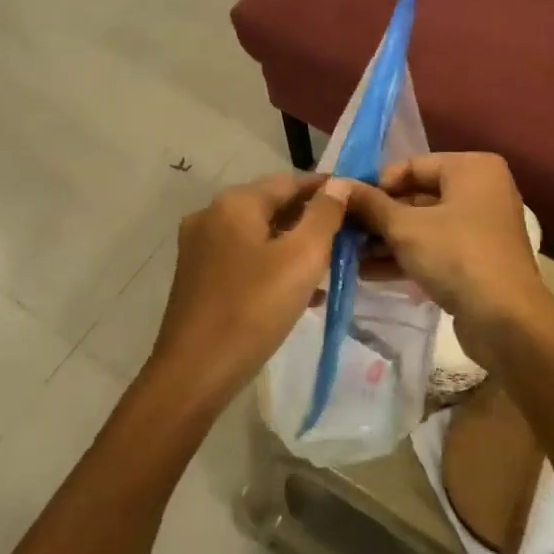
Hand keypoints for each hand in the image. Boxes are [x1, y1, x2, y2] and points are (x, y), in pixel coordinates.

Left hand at [142, 173, 349, 415]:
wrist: (195, 372)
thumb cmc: (254, 308)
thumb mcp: (302, 258)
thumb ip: (324, 215)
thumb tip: (339, 184)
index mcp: (234, 204)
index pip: (290, 181)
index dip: (326, 189)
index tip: (358, 200)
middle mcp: (211, 216)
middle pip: (272, 206)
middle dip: (311, 219)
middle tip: (348, 235)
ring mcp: (200, 248)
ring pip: (259, 235)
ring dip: (294, 245)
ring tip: (331, 266)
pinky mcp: (198, 277)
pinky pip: (244, 259)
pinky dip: (273, 266)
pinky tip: (301, 292)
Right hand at [346, 153, 553, 365]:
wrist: (506, 319)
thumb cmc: (457, 256)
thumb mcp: (405, 228)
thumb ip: (370, 205)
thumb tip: (337, 185)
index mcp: (472, 168)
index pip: (412, 166)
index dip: (376, 185)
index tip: (345, 206)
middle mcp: (481, 191)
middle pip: (417, 197)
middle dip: (378, 218)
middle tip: (342, 233)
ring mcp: (481, 227)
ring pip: (424, 226)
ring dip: (386, 241)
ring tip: (347, 256)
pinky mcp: (477, 259)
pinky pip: (435, 249)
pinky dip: (406, 257)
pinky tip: (367, 273)